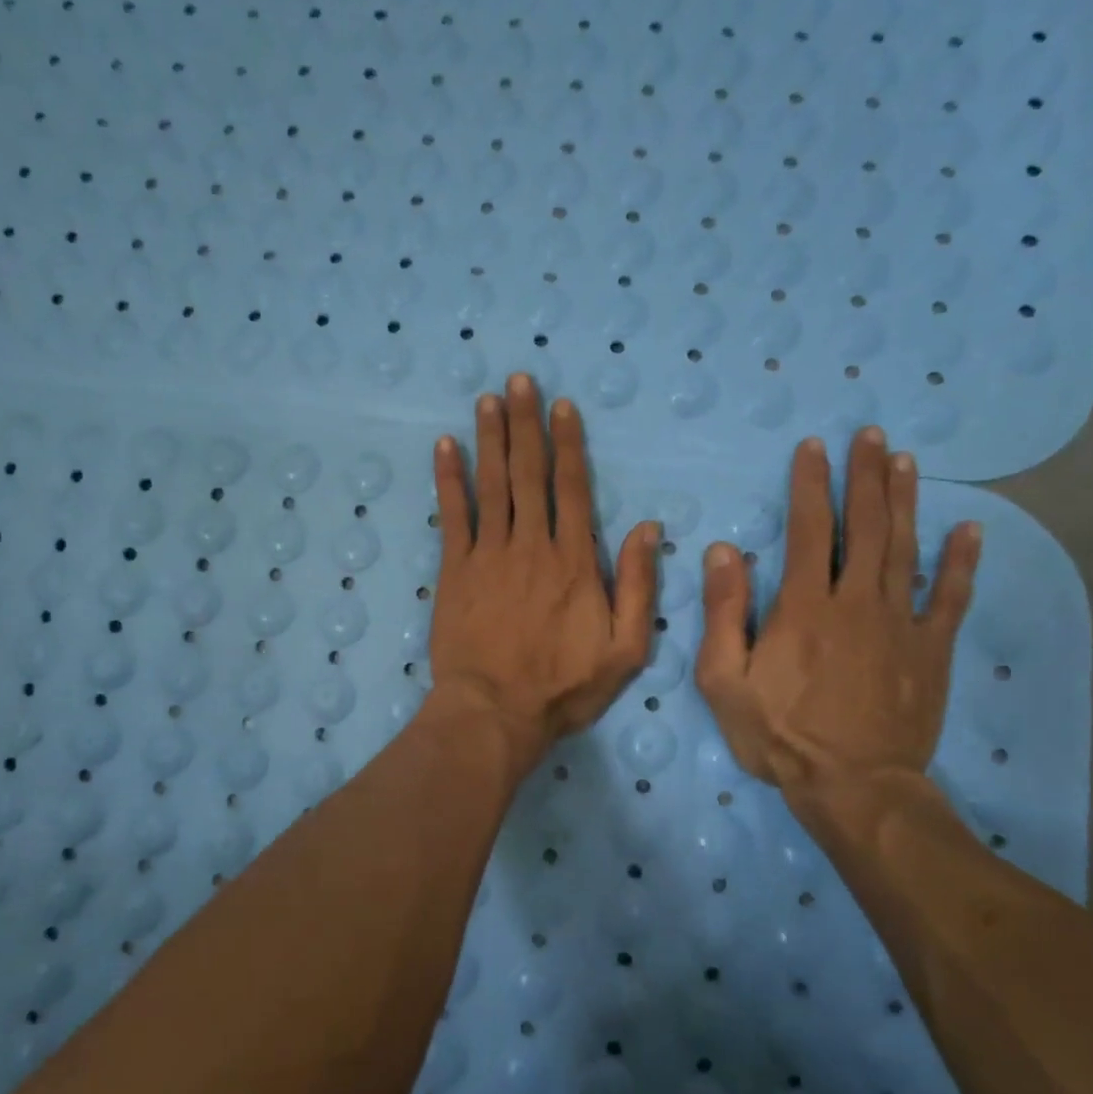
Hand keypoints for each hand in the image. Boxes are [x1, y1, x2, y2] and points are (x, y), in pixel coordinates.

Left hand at [426, 374, 659, 772]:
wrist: (494, 713)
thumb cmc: (564, 688)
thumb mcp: (626, 650)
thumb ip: (639, 587)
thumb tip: (647, 529)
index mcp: (575, 562)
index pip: (572, 488)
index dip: (568, 444)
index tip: (562, 406)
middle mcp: (531, 545)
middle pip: (529, 473)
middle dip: (525, 423)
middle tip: (519, 380)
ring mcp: (488, 555)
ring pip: (491, 485)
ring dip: (490, 439)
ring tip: (488, 400)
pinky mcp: (454, 571)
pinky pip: (452, 515)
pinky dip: (448, 479)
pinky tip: (444, 447)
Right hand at [694, 428, 981, 824]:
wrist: (853, 786)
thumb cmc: (779, 734)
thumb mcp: (724, 679)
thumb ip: (724, 613)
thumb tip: (724, 551)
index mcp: (803, 607)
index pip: (807, 530)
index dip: (809, 484)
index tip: (814, 447)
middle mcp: (855, 601)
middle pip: (863, 527)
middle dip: (865, 477)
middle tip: (871, 436)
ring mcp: (900, 624)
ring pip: (905, 549)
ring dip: (904, 502)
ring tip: (906, 462)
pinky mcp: (931, 651)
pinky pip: (950, 598)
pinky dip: (962, 562)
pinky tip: (970, 529)